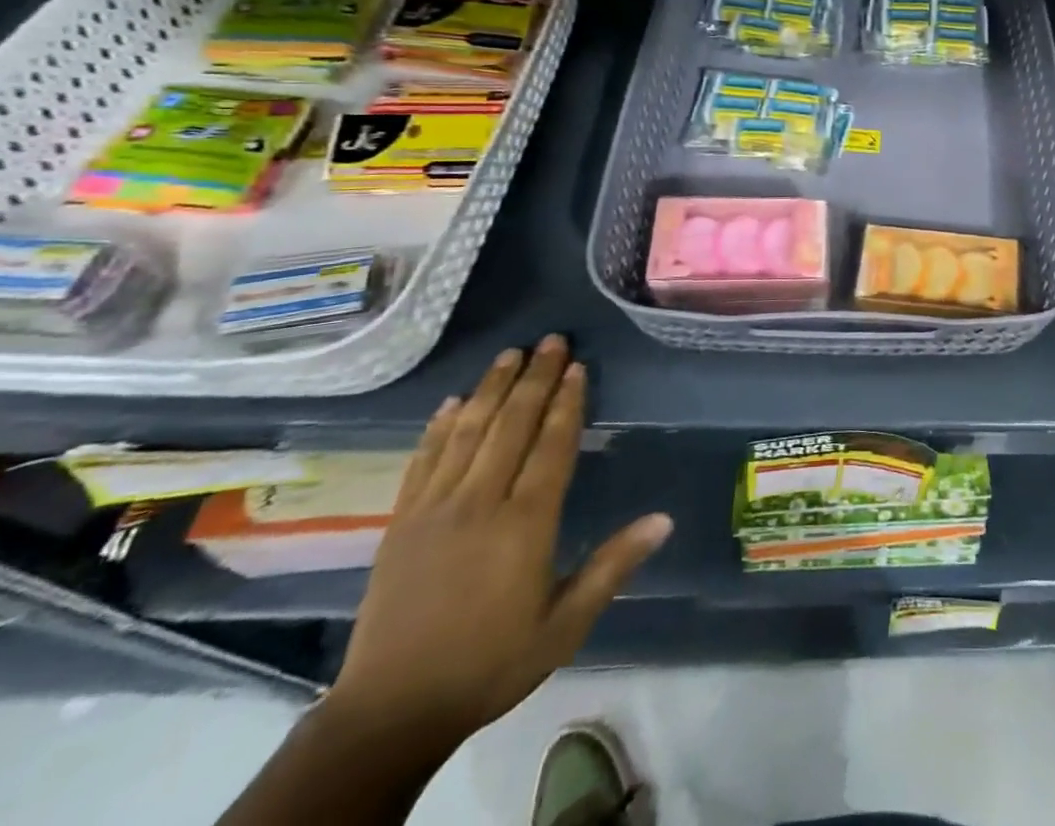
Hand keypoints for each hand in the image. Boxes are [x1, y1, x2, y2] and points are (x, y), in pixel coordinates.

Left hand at [326, 335, 672, 748]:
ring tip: (509, 354)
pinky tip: (452, 402)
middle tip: (551, 341)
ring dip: (491, 388)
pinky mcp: (399, 523)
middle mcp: (480, 504)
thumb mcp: (565, 625)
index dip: (566, 403)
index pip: (551, 446)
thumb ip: (613, 567)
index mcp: (524, 525)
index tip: (577, 367)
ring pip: (467, 432)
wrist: (390, 714)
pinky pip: (423, 461)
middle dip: (534, 379)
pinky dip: (439, 427)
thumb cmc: (491, 665)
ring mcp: (434, 510)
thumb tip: (664, 519)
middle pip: (511, 426)